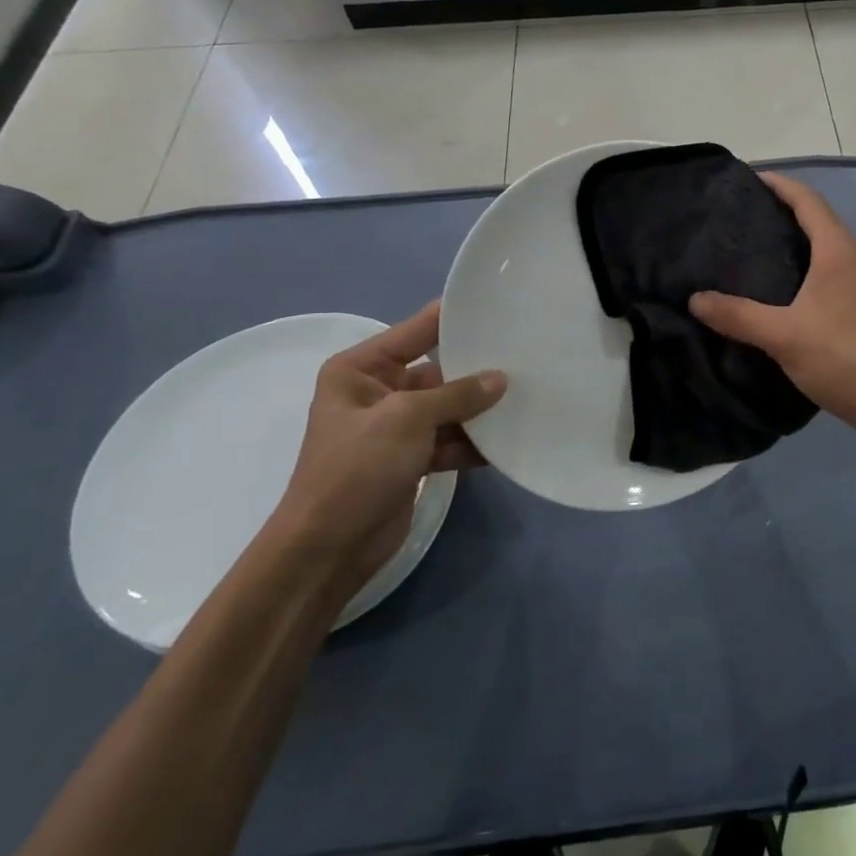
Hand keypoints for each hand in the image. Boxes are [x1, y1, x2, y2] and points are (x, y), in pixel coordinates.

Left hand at [267, 301, 504, 599]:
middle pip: (439, 370)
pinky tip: (509, 440)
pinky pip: (451, 439)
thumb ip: (457, 395)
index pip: (417, 330)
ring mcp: (396, 427)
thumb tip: (501, 379)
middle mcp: (379, 391)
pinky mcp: (412, 459)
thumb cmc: (355, 469)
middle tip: (527, 354)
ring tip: (527, 397)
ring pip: (449, 407)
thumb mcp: (406, 419)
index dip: (455, 317)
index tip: (500, 305)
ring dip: (481, 410)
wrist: (328, 550)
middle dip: (478, 369)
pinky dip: (474, 442)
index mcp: (361, 369)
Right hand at [690, 173, 855, 438]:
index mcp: (840, 251)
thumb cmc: (844, 358)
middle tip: (744, 218)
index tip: (750, 177)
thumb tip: (695, 299)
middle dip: (785, 211)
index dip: (780, 184)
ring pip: (830, 247)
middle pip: (820, 219)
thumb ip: (737, 316)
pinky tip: (789, 290)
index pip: (808, 200)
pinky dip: (811, 265)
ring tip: (759, 251)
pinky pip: (837, 269)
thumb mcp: (783, 336)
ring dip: (799, 240)